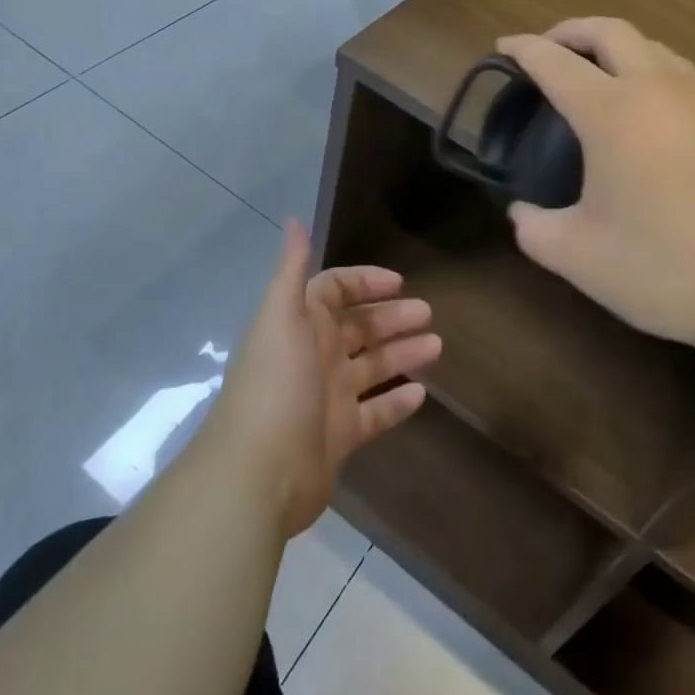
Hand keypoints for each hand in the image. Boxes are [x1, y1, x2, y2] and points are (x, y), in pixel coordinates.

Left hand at [207, 221, 440, 539]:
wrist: (257, 475)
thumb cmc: (275, 385)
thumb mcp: (281, 318)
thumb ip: (291, 270)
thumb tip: (293, 220)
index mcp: (300, 325)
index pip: (334, 290)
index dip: (365, 282)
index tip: (399, 282)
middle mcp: (314, 356)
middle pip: (359, 327)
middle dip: (392, 317)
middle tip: (428, 313)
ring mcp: (327, 397)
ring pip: (372, 366)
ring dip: (402, 353)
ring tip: (437, 346)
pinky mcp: (339, 437)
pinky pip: (375, 412)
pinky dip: (396, 401)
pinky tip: (422, 393)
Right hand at [498, 17, 694, 356]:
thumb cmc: (671, 268)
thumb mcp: (581, 260)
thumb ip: (536, 230)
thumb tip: (523, 212)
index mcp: (612, 113)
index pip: (554, 61)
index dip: (523, 48)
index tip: (505, 45)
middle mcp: (660, 87)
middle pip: (609, 29)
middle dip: (571, 30)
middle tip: (552, 49)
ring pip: (656, 48)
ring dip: (620, 51)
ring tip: (606, 81)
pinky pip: (691, 81)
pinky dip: (661, 83)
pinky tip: (664, 125)